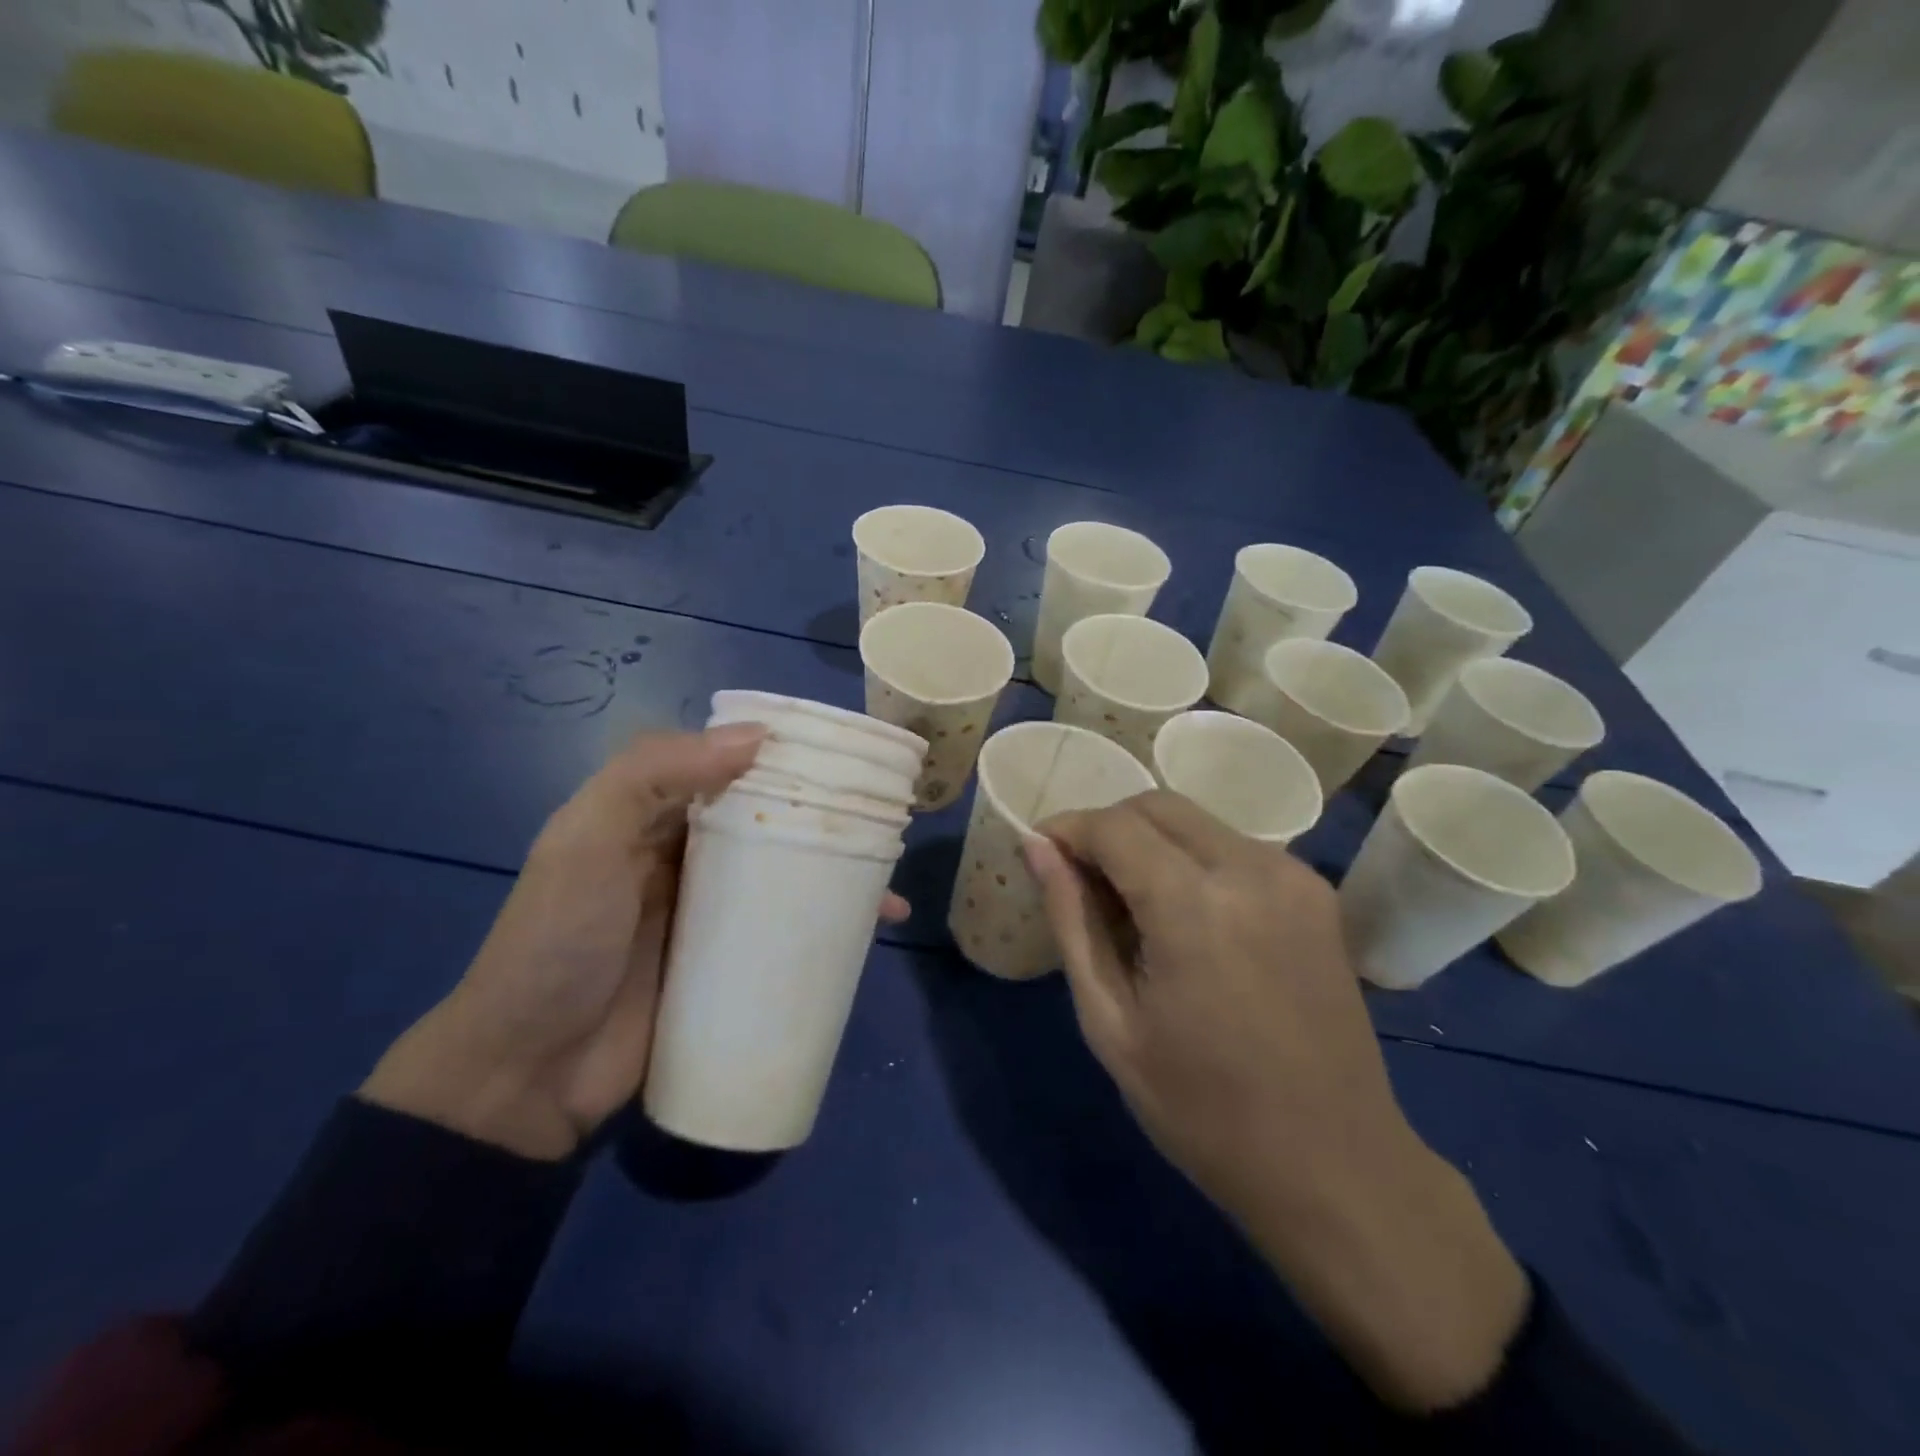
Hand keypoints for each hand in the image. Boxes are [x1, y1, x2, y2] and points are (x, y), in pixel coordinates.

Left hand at [362, 726, 907, 1160]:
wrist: (527, 1077)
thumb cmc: (557, 942)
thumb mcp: (587, 840)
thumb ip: (654, 774)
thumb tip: (758, 736)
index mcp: (654, 816)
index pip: (728, 767)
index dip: (780, 755)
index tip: (841, 753)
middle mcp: (688, 856)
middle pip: (767, 821)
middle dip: (823, 817)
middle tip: (883, 820)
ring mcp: (712, 914)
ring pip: (786, 876)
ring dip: (836, 874)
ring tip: (888, 883)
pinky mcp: (730, 965)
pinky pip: (787, 932)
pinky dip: (827, 928)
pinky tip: (871, 933)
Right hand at [1025, 791, 1526, 1411]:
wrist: (1334, 1165)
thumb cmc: (1202, 1108)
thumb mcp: (1110, 1021)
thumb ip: (1072, 920)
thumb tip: (1038, 849)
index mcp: (1194, 905)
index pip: (1113, 826)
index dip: (1067, 831)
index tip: (1040, 854)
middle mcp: (1250, 868)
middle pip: (1156, 806)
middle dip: (1106, 828)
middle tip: (1079, 880)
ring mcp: (1292, 875)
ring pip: (1196, 821)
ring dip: (1149, 842)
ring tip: (1129, 904)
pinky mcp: (1314, 892)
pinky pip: (1233, 847)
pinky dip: (1191, 859)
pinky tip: (1183, 916)